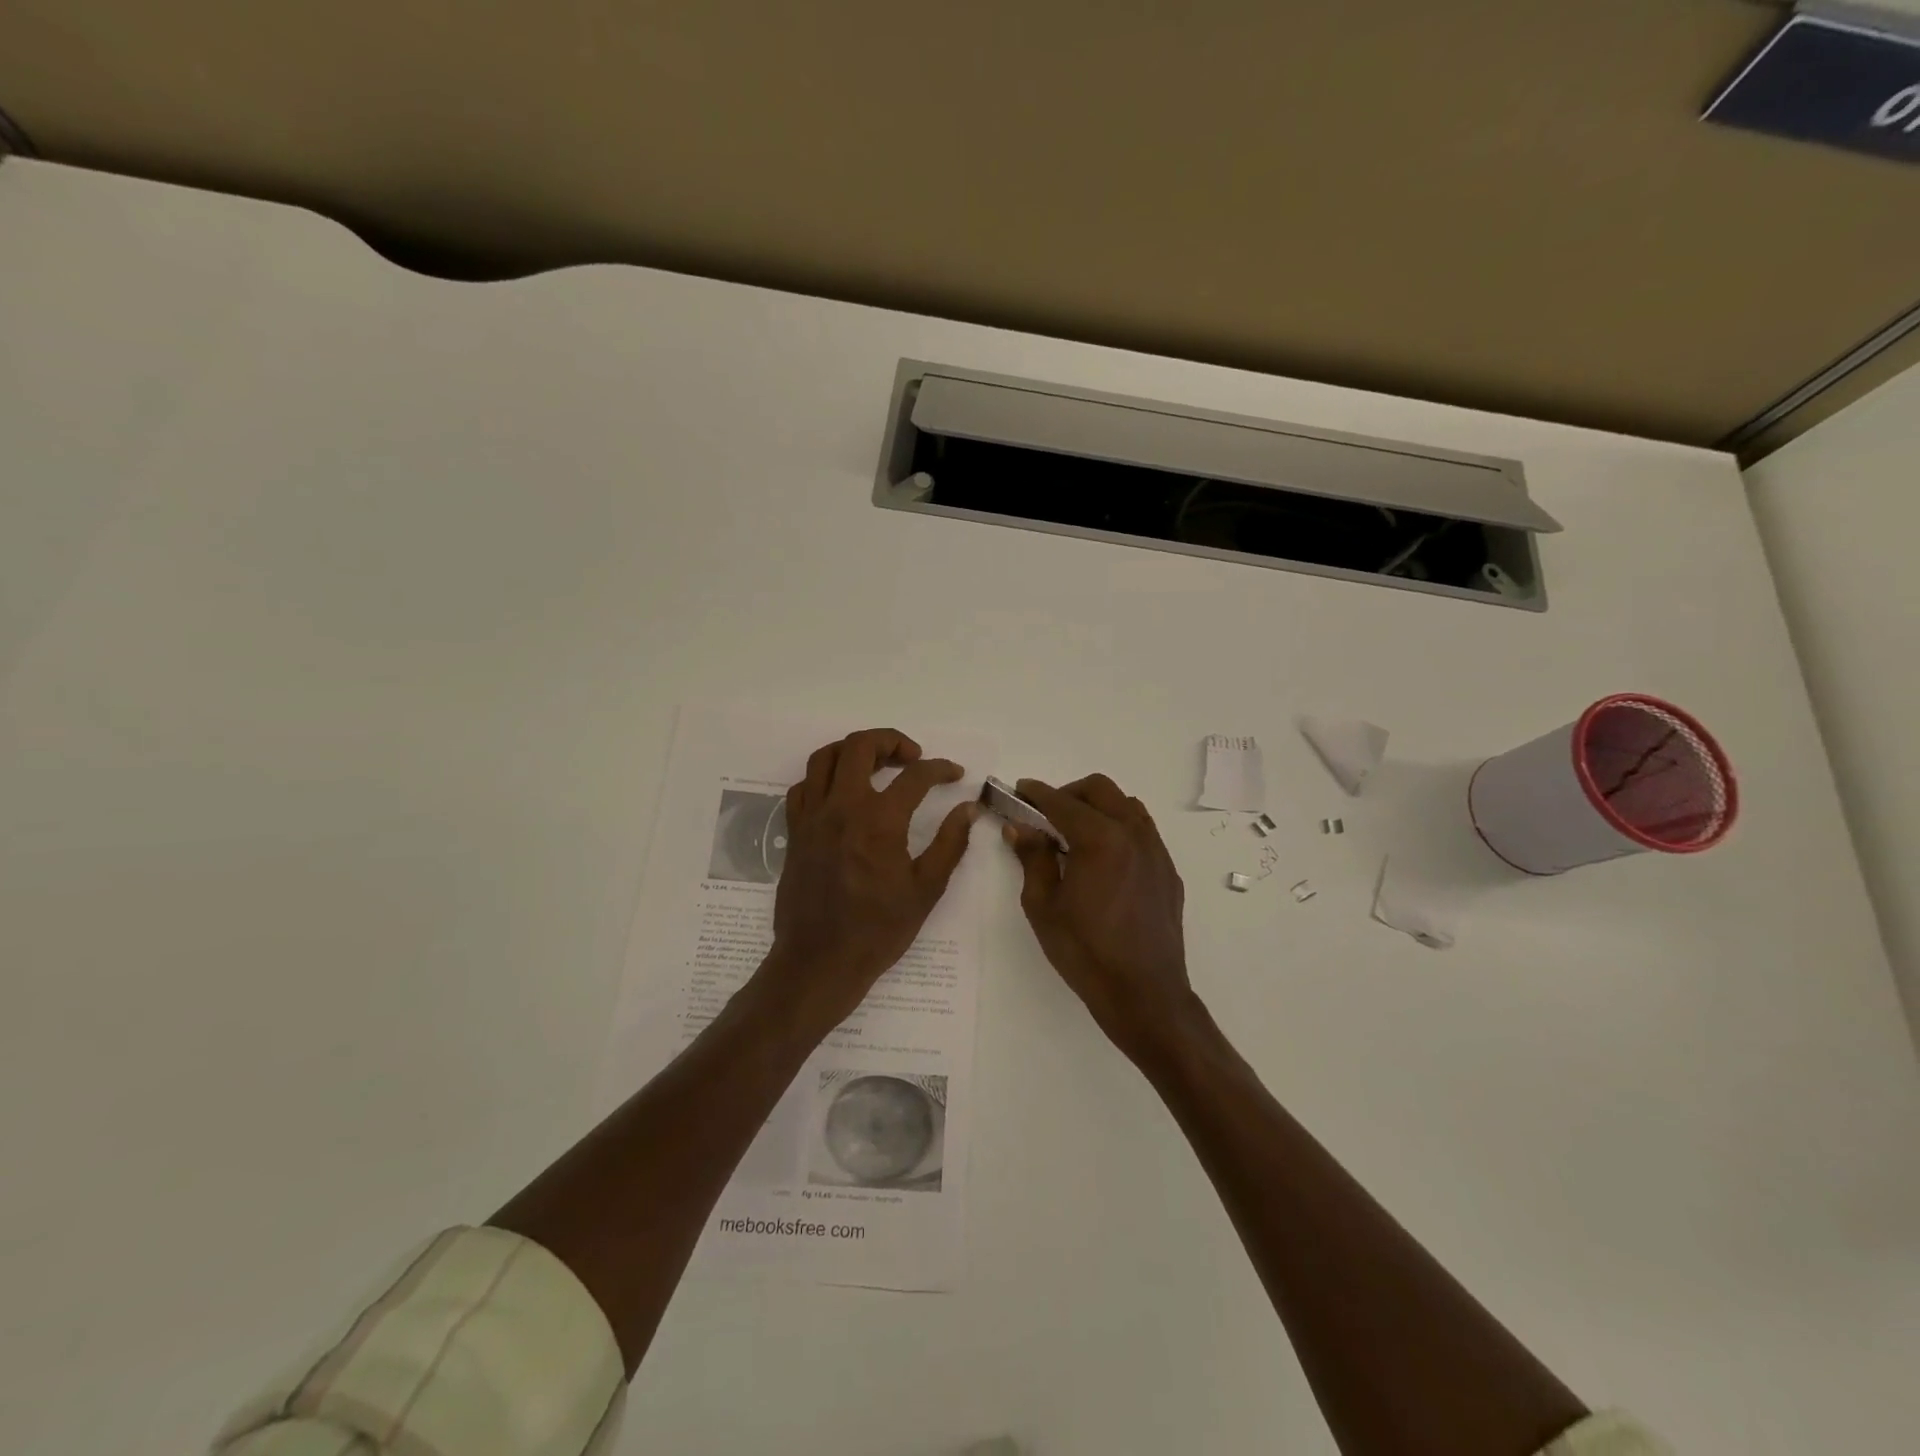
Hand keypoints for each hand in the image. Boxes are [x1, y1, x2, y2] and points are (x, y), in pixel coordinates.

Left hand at [760, 728, 978, 1031]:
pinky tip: (842, 793)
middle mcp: (842, 808)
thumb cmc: (878, 930)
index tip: (954, 774)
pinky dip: (824, 778)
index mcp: (879, 821)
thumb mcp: (925, 889)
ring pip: (825, 758)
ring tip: (876, 764)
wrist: (820, 961)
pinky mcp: (795, 832)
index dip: (940, 769)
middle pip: (860, 746)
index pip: (915, 776)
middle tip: (912, 758)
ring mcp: (813, 817)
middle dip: (891, 740)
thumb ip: (949, 843)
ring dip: (854, 750)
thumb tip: (968, 809)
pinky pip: (803, 787)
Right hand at [1005, 775, 1194, 1061]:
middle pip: (1100, 790)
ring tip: (1076, 834)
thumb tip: (1020, 828)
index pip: (1062, 802)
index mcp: (1100, 839)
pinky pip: (1143, 832)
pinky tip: (1104, 860)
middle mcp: (1133, 834)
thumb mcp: (1044, 906)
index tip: (1020, 789)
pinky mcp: (1168, 871)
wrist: (1144, 994)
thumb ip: (1033, 858)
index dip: (1037, 793)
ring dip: (1098, 807)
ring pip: (1126, 806)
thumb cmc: (1085, 952)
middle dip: (1069, 793)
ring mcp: (1156, 851)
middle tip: (1046, 815)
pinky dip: (1119, 829)